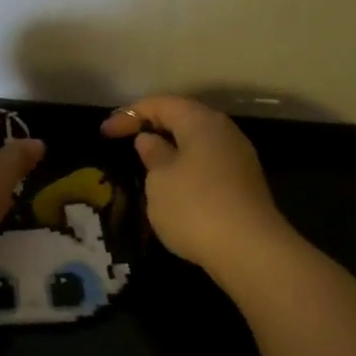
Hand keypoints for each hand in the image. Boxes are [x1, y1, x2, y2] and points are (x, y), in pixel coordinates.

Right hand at [102, 96, 289, 273]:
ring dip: (171, 149)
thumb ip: (153, 155)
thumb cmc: (195, 207)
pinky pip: (207, 164)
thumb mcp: (160, 180)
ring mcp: (238, 159)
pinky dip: (185, 167)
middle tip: (125, 142)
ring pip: (197, 143)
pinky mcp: (243, 185)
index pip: (162, 104)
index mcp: (201, 122)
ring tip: (146, 165)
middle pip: (184, 119)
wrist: (250, 250)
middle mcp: (225, 132)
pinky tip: (172, 187)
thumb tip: (150, 140)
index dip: (130, 115)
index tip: (106, 133)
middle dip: (153, 127)